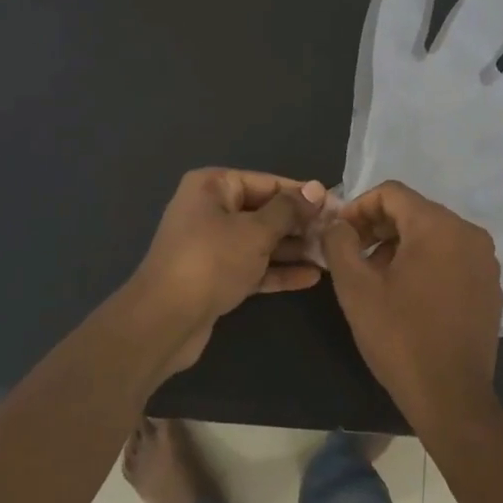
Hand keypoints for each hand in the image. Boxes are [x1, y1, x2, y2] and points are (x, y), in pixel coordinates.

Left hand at [129, 169, 323, 374]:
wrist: (164, 320)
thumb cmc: (211, 261)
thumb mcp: (255, 231)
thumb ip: (288, 210)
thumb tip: (317, 189)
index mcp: (212, 186)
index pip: (267, 183)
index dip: (303, 195)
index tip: (337, 207)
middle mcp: (210, 210)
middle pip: (264, 212)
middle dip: (300, 224)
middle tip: (337, 235)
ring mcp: (211, 245)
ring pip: (260, 241)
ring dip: (293, 249)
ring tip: (330, 257)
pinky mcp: (215, 276)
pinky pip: (252, 266)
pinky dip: (277, 270)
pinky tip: (311, 277)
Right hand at [323, 181, 502, 421]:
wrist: (451, 396)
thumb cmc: (399, 337)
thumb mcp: (355, 287)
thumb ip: (339, 243)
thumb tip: (335, 223)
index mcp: (438, 226)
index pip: (392, 193)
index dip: (358, 207)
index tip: (339, 234)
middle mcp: (468, 233)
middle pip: (414, 211)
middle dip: (378, 227)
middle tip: (351, 255)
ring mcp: (485, 260)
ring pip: (433, 234)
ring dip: (399, 245)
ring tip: (375, 277)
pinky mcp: (490, 285)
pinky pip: (451, 256)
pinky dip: (425, 262)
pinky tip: (406, 294)